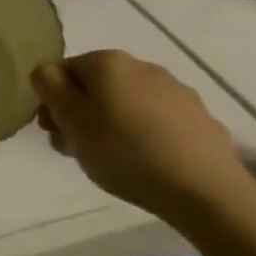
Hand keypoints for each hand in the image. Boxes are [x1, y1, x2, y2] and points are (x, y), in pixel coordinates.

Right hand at [32, 50, 252, 222]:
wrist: (207, 193)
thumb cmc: (124, 151)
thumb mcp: (70, 119)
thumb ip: (48, 85)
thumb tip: (48, 72)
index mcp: (107, 62)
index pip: (62, 71)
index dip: (52, 102)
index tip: (55, 134)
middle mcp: (142, 66)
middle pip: (96, 87)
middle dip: (80, 114)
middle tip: (77, 150)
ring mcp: (177, 93)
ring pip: (127, 104)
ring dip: (111, 124)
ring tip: (111, 161)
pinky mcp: (202, 121)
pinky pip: (158, 123)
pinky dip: (144, 136)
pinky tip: (146, 164)